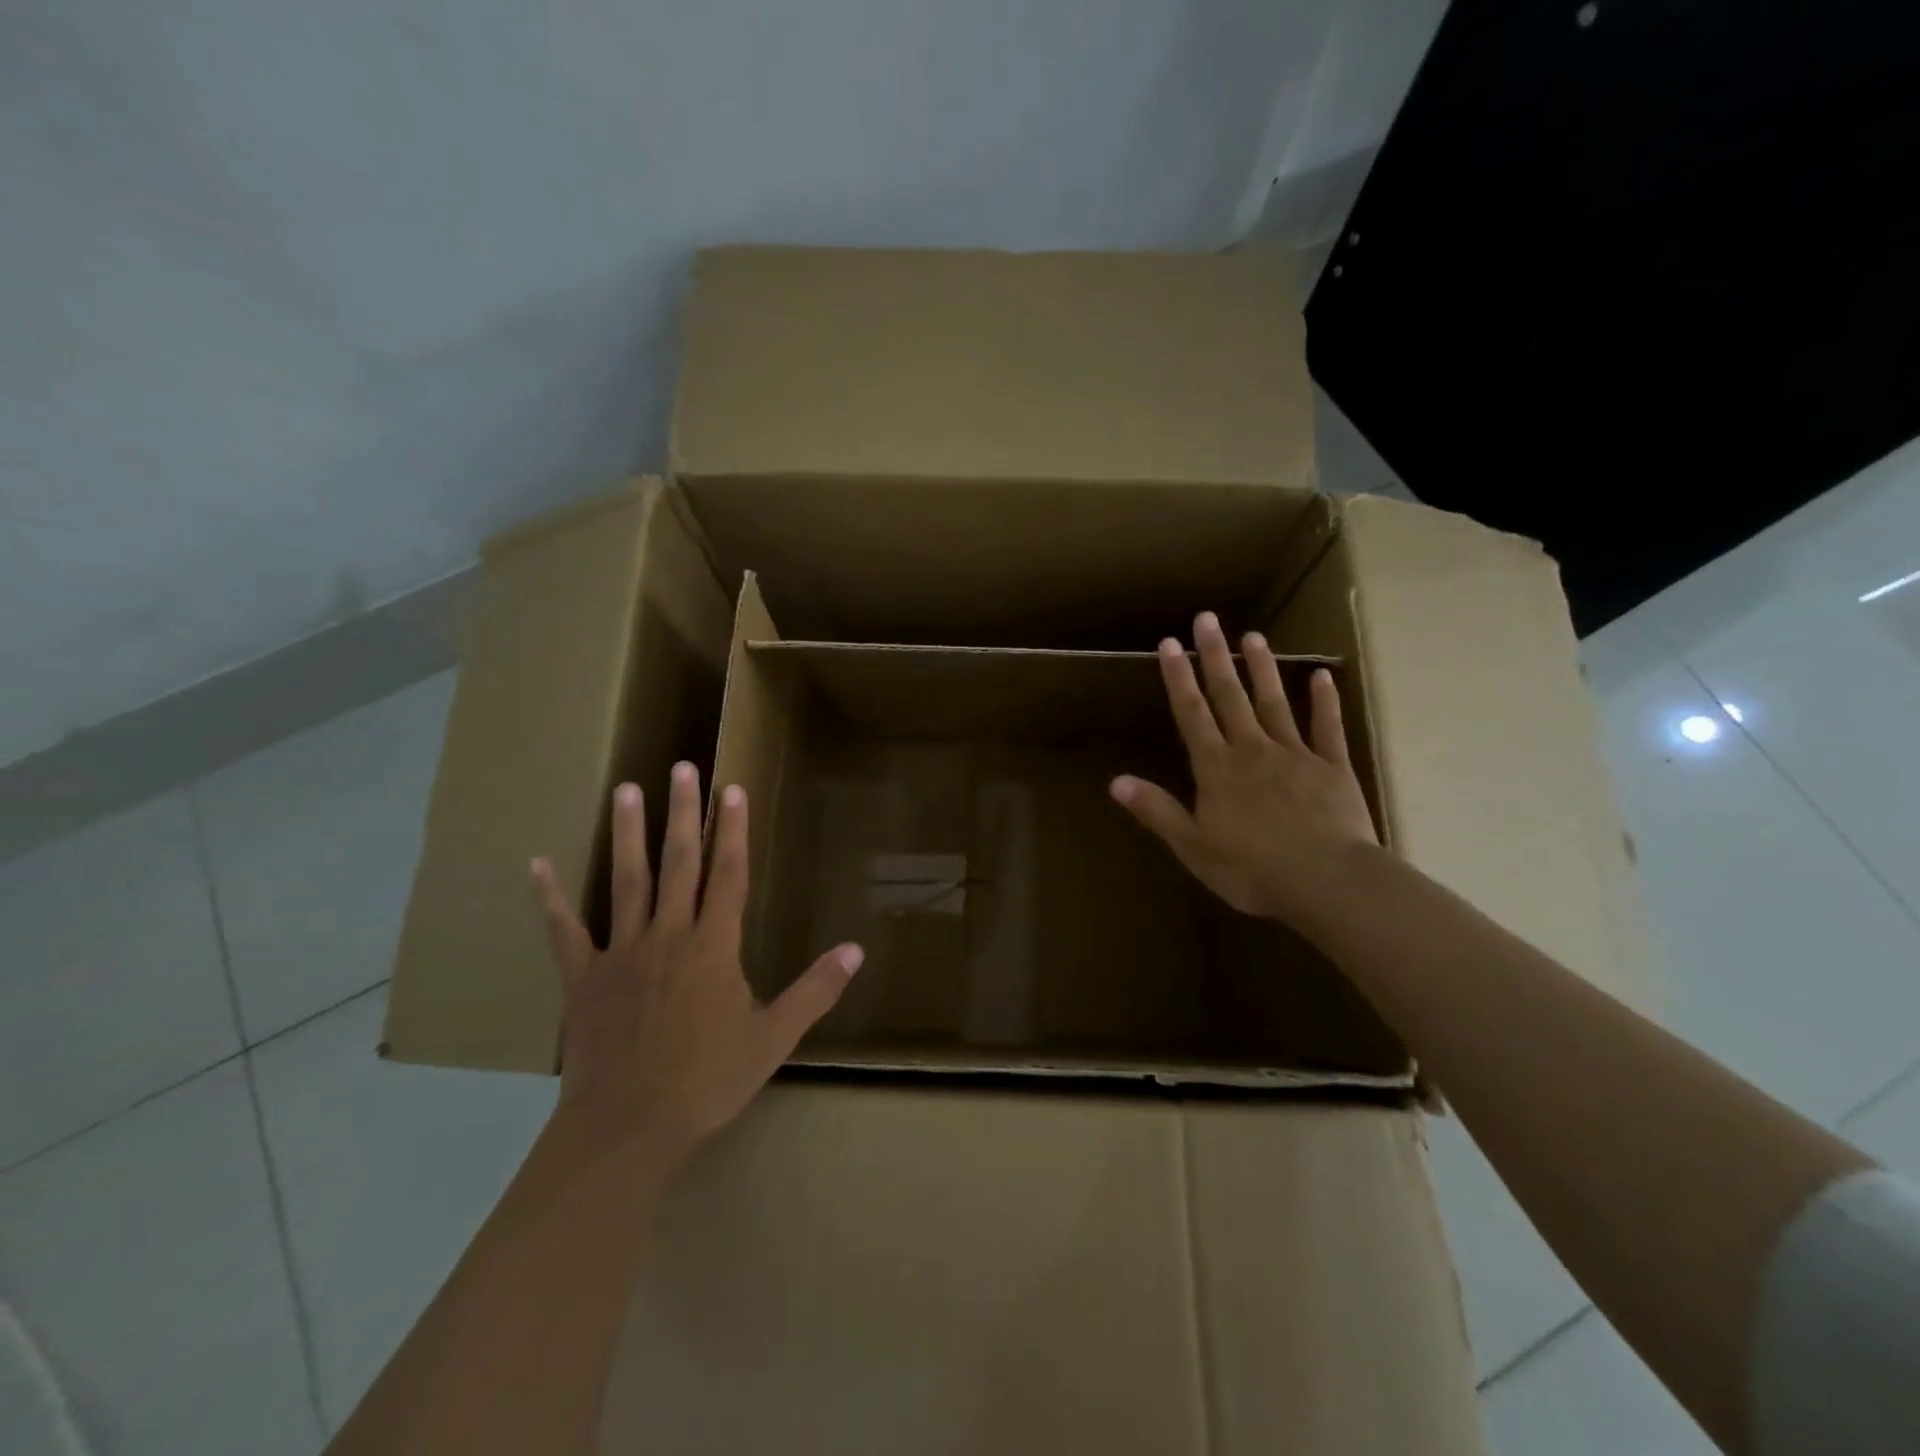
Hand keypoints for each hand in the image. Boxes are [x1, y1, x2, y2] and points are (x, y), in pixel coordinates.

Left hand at [530, 762, 863, 1162]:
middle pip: (679, 862)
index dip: (732, 830)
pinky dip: (551, 897)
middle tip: (681, 767)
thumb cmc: (708, 1080)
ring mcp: (622, 952)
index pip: (728, 874)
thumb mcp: (774, 1038)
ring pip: (627, 881)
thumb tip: (856, 950)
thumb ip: (815, 990)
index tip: (732, 789)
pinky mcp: (583, 977)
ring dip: (627, 833)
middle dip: (683, 813)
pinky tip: (537, 864)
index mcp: (715, 946)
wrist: (629, 1127)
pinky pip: (564, 930)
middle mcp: (669, 935)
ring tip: (624, 789)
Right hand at [1110, 611, 1380, 924]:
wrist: (1327, 882)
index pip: (1192, 714)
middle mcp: (1252, 750)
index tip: (1169, 643)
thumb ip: (1157, 810)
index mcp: (1217, 769)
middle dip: (1214, 657)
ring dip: (1262, 669)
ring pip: (1275, 703)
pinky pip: (1327, 728)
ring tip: (1253, 636)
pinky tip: (1322, 677)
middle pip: (1230, 697)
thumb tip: (1115, 782)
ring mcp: (1296, 755)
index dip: (1178, 678)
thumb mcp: (1193, 847)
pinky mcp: (1333, 768)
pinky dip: (1325, 702)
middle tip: (1207, 619)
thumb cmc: (1252, 870)